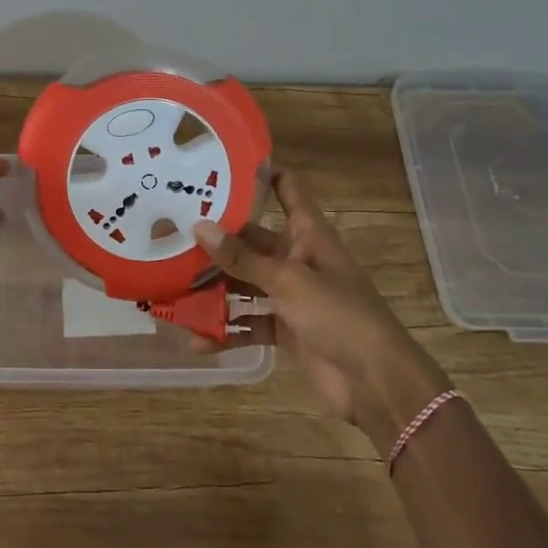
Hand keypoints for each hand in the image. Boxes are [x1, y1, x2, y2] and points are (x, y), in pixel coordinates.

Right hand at [193, 172, 448, 430]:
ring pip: (245, 281)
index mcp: (308, 234)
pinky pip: (249, 322)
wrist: (377, 382)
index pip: (286, 189)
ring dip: (215, 287)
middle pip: (252, 240)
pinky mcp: (286, 328)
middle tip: (171, 232)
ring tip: (173, 286)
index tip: (219, 164)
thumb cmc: (339, 316)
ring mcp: (291, 295)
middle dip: (216, 239)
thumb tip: (199, 226)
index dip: (260, 173)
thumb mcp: (288, 281)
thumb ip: (242, 257)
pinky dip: (228, 331)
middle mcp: (297, 258)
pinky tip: (198, 339)